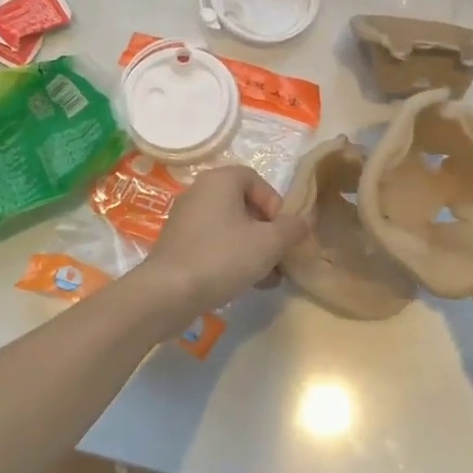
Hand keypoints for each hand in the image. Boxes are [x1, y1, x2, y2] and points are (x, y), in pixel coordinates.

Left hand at [137, 165, 310, 325]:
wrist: (167, 293)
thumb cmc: (222, 257)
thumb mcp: (268, 243)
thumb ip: (291, 229)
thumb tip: (304, 221)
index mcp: (220, 181)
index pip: (256, 179)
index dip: (275, 203)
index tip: (282, 230)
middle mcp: (200, 192)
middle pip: (243, 205)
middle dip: (267, 232)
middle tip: (278, 256)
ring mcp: (186, 219)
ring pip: (230, 228)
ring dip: (253, 249)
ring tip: (268, 278)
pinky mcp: (178, 245)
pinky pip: (213, 243)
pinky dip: (231, 257)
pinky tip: (244, 284)